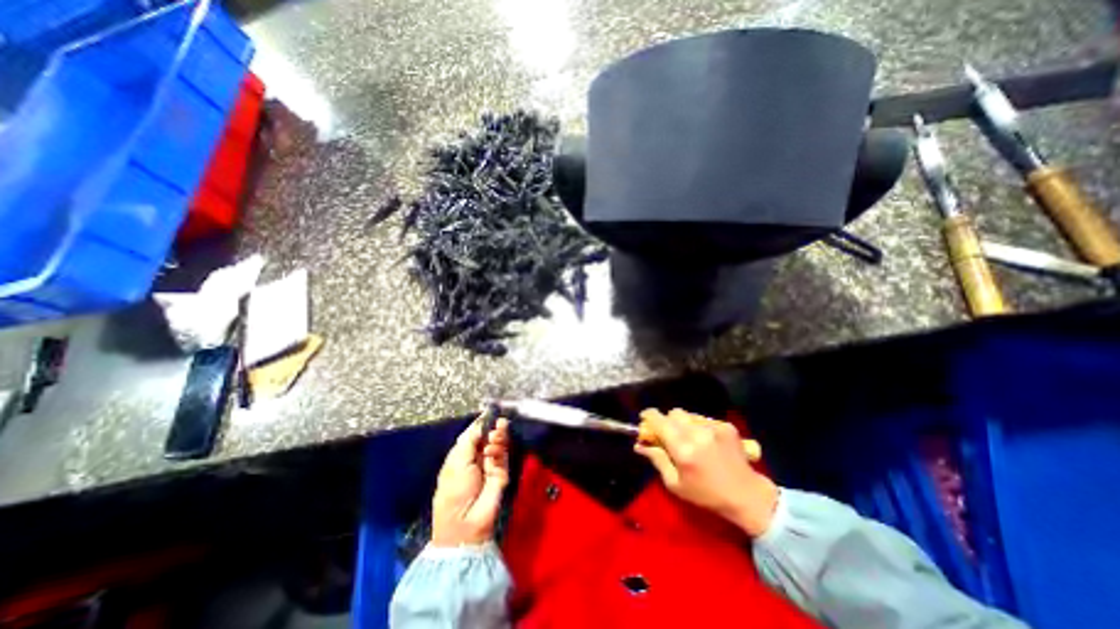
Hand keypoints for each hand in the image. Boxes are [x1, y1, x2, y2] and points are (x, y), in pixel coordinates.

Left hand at [432, 417, 510, 545]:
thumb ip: (470, 439)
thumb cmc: (454, 491)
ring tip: (496, 434)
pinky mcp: (502, 472)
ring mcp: (490, 464)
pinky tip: (495, 448)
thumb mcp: (457, 462)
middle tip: (497, 423)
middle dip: (492, 427)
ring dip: (498, 436)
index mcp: (461, 454)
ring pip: (498, 443)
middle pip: (488, 436)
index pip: (474, 433)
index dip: (481, 423)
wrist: (466, 522)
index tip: (490, 411)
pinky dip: (500, 448)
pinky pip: (503, 454)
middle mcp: (477, 457)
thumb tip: (481, 423)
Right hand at [634, 410, 781, 537]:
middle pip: (673, 413)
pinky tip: (707, 443)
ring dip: (684, 424)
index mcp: (682, 449)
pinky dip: (700, 427)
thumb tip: (639, 445)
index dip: (649, 416)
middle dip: (668, 421)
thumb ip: (657, 459)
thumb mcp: (675, 484)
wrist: (748, 496)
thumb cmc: (707, 495)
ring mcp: (714, 427)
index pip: (659, 420)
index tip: (645, 419)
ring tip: (691, 441)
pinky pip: (704, 419)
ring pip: (689, 415)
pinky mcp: (726, 426)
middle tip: (670, 436)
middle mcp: (697, 433)